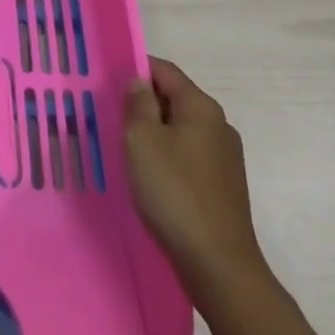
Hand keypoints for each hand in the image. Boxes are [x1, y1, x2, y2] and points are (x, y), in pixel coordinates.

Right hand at [124, 57, 268, 286]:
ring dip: (155, 132)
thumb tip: (139, 82)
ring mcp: (225, 157)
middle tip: (111, 116)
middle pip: (174, 98)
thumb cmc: (175, 193)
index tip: (108, 80)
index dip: (136, 68)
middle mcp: (219, 125)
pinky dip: (168, 156)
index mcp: (201, 107)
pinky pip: (189, 155)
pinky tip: (151, 177)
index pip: (165, 70)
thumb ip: (138, 103)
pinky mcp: (224, 186)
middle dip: (143, 103)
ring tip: (127, 148)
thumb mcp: (142, 139)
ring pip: (181, 129)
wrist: (218, 266)